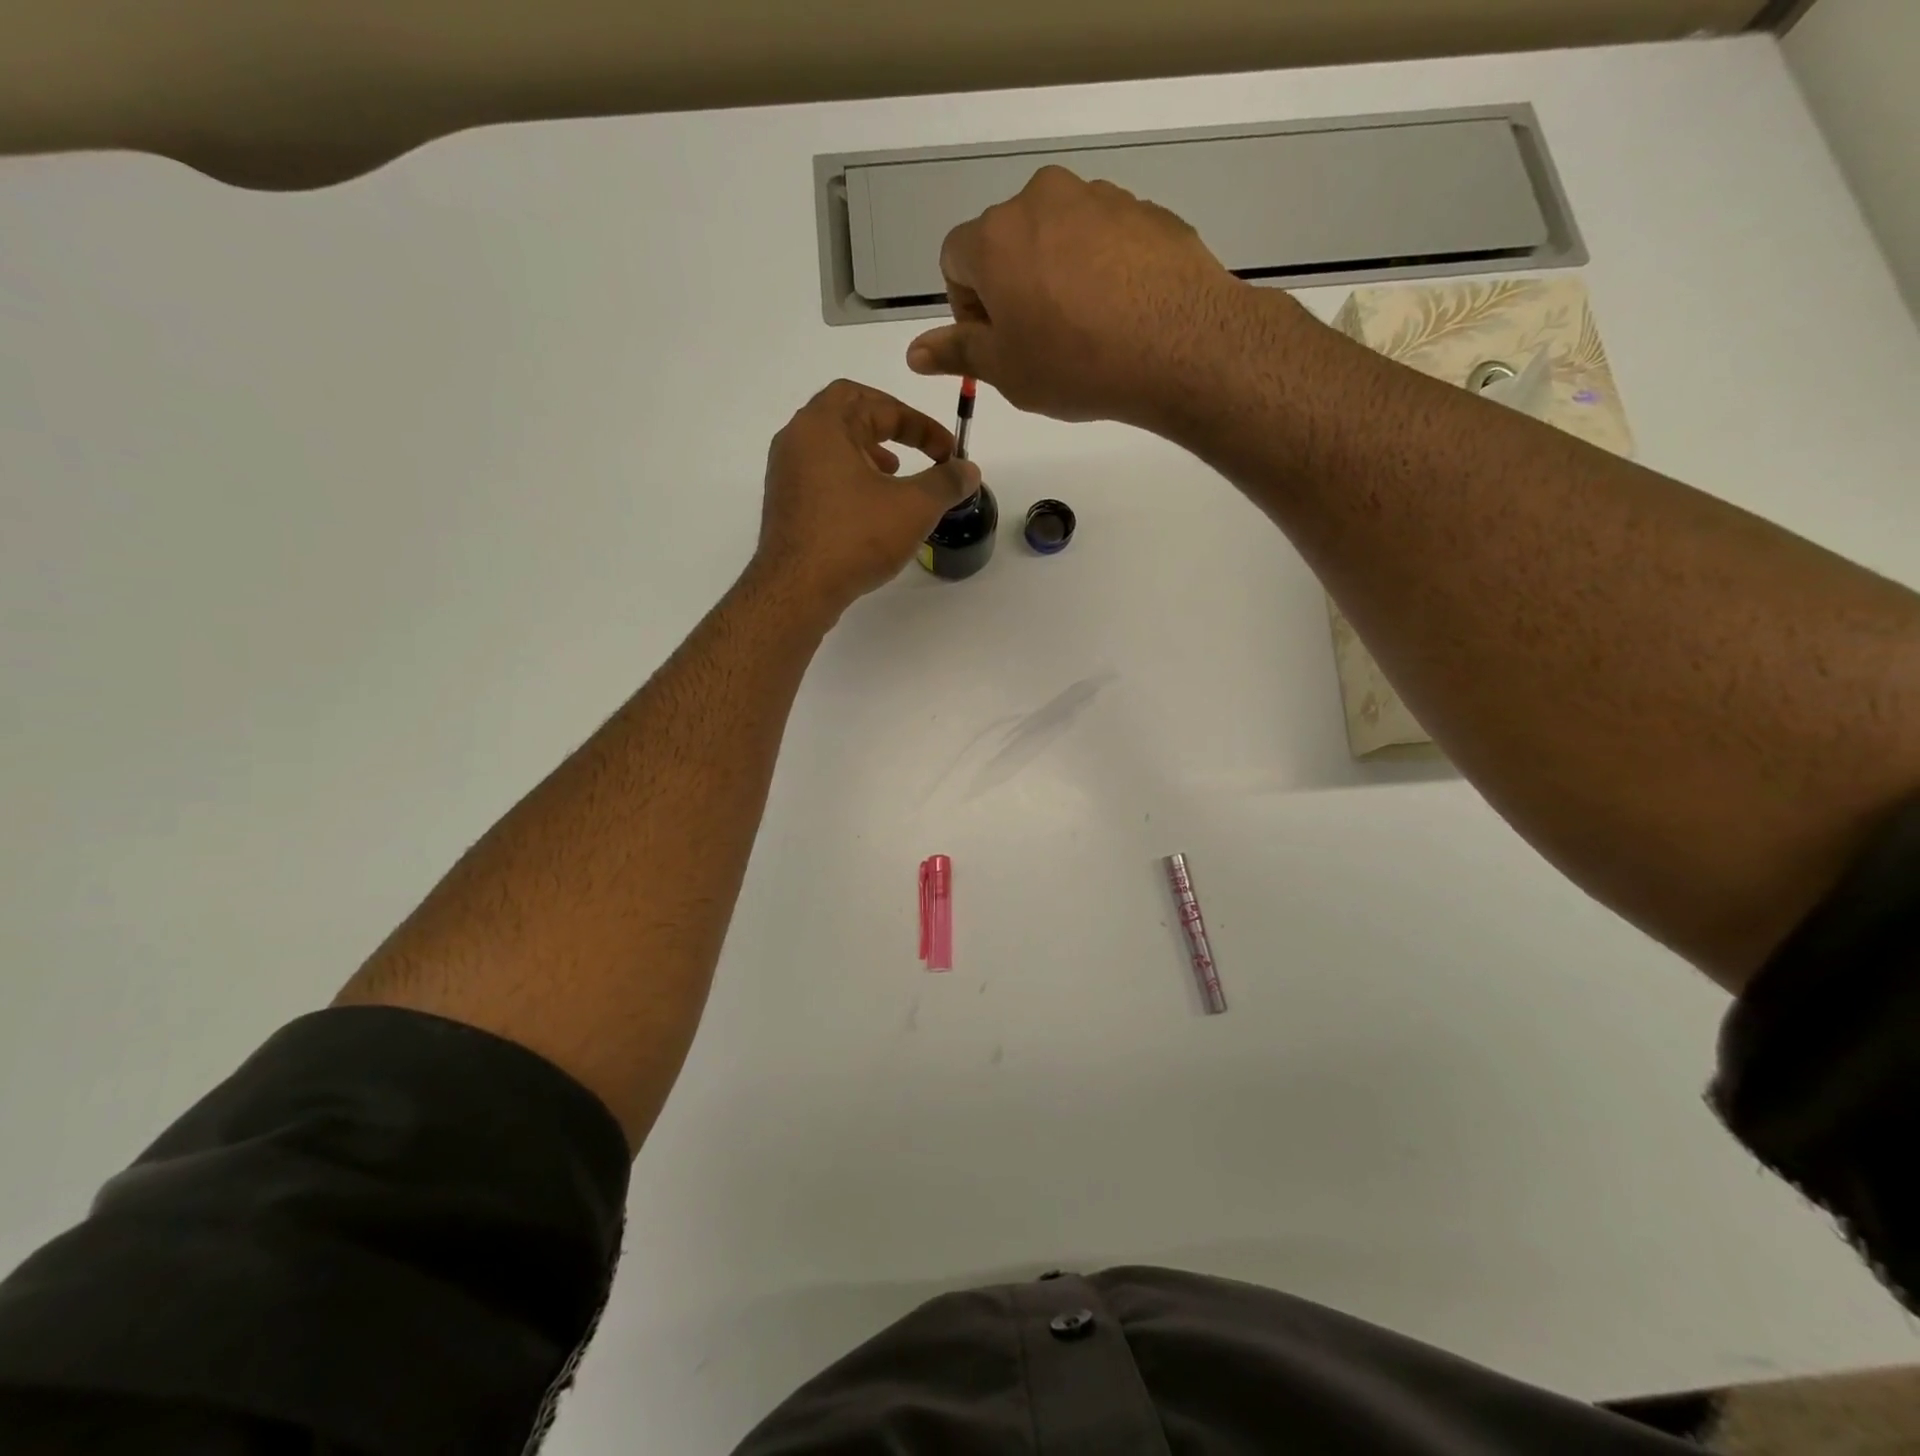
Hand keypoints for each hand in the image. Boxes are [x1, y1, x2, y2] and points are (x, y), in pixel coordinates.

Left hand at [753, 380, 980, 612]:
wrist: (797, 590)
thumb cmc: (854, 538)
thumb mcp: (913, 507)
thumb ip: (946, 482)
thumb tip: (968, 470)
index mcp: (823, 424)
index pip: (877, 403)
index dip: (920, 424)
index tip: (947, 451)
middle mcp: (797, 439)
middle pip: (848, 413)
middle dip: (890, 427)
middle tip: (917, 448)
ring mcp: (786, 472)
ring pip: (833, 445)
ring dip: (869, 452)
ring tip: (896, 475)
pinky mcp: (785, 503)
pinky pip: (822, 474)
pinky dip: (851, 477)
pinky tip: (871, 508)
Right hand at [905, 166, 1260, 428]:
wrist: (1178, 345)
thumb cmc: (1074, 364)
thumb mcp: (1006, 370)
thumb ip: (957, 352)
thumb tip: (915, 352)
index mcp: (995, 237)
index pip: (954, 258)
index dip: (967, 306)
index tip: (996, 342)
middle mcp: (1042, 199)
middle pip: (1006, 242)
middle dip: (1011, 288)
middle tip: (1039, 342)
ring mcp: (1098, 197)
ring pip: (1056, 238)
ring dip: (1055, 277)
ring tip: (1084, 331)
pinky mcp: (1143, 209)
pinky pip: (1102, 239)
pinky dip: (1099, 270)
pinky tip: (1119, 314)